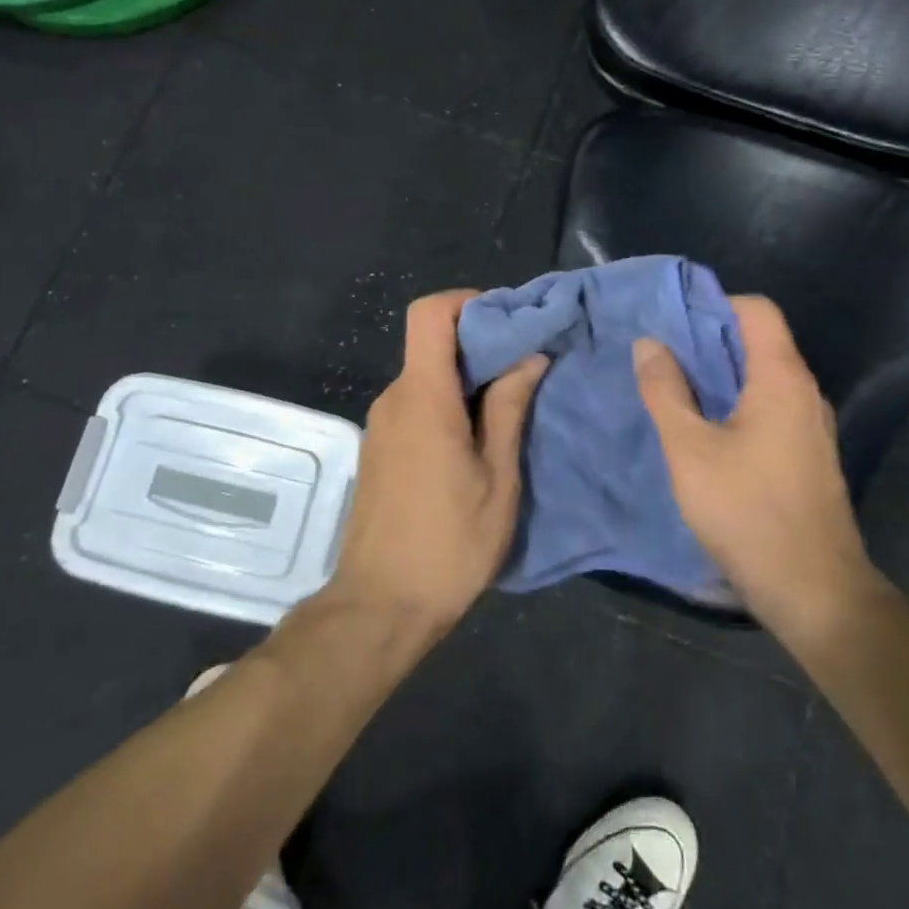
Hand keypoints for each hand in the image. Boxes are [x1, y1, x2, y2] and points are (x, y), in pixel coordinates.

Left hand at [325, 290, 548, 641]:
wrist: (379, 607)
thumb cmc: (449, 544)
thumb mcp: (497, 478)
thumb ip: (509, 408)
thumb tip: (529, 355)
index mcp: (423, 396)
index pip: (430, 313)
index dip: (467, 301)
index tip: (508, 320)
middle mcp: (394, 398)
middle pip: (431, 342)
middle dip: (480, 342)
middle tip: (526, 365)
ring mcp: (381, 424)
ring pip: (426, 375)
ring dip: (466, 377)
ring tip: (510, 404)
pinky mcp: (380, 447)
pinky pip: (416, 403)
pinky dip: (448, 402)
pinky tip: (477, 438)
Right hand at [633, 296, 887, 641]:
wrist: (817, 595)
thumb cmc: (748, 513)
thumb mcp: (690, 450)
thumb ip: (666, 391)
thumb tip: (649, 343)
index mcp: (782, 378)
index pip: (757, 310)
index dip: (715, 304)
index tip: (672, 321)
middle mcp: (804, 393)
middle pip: (759, 341)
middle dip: (707, 341)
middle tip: (660, 354)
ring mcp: (811, 427)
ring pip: (762, 378)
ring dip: (719, 376)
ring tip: (674, 389)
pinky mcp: (808, 457)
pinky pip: (769, 409)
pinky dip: (735, 405)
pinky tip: (704, 431)